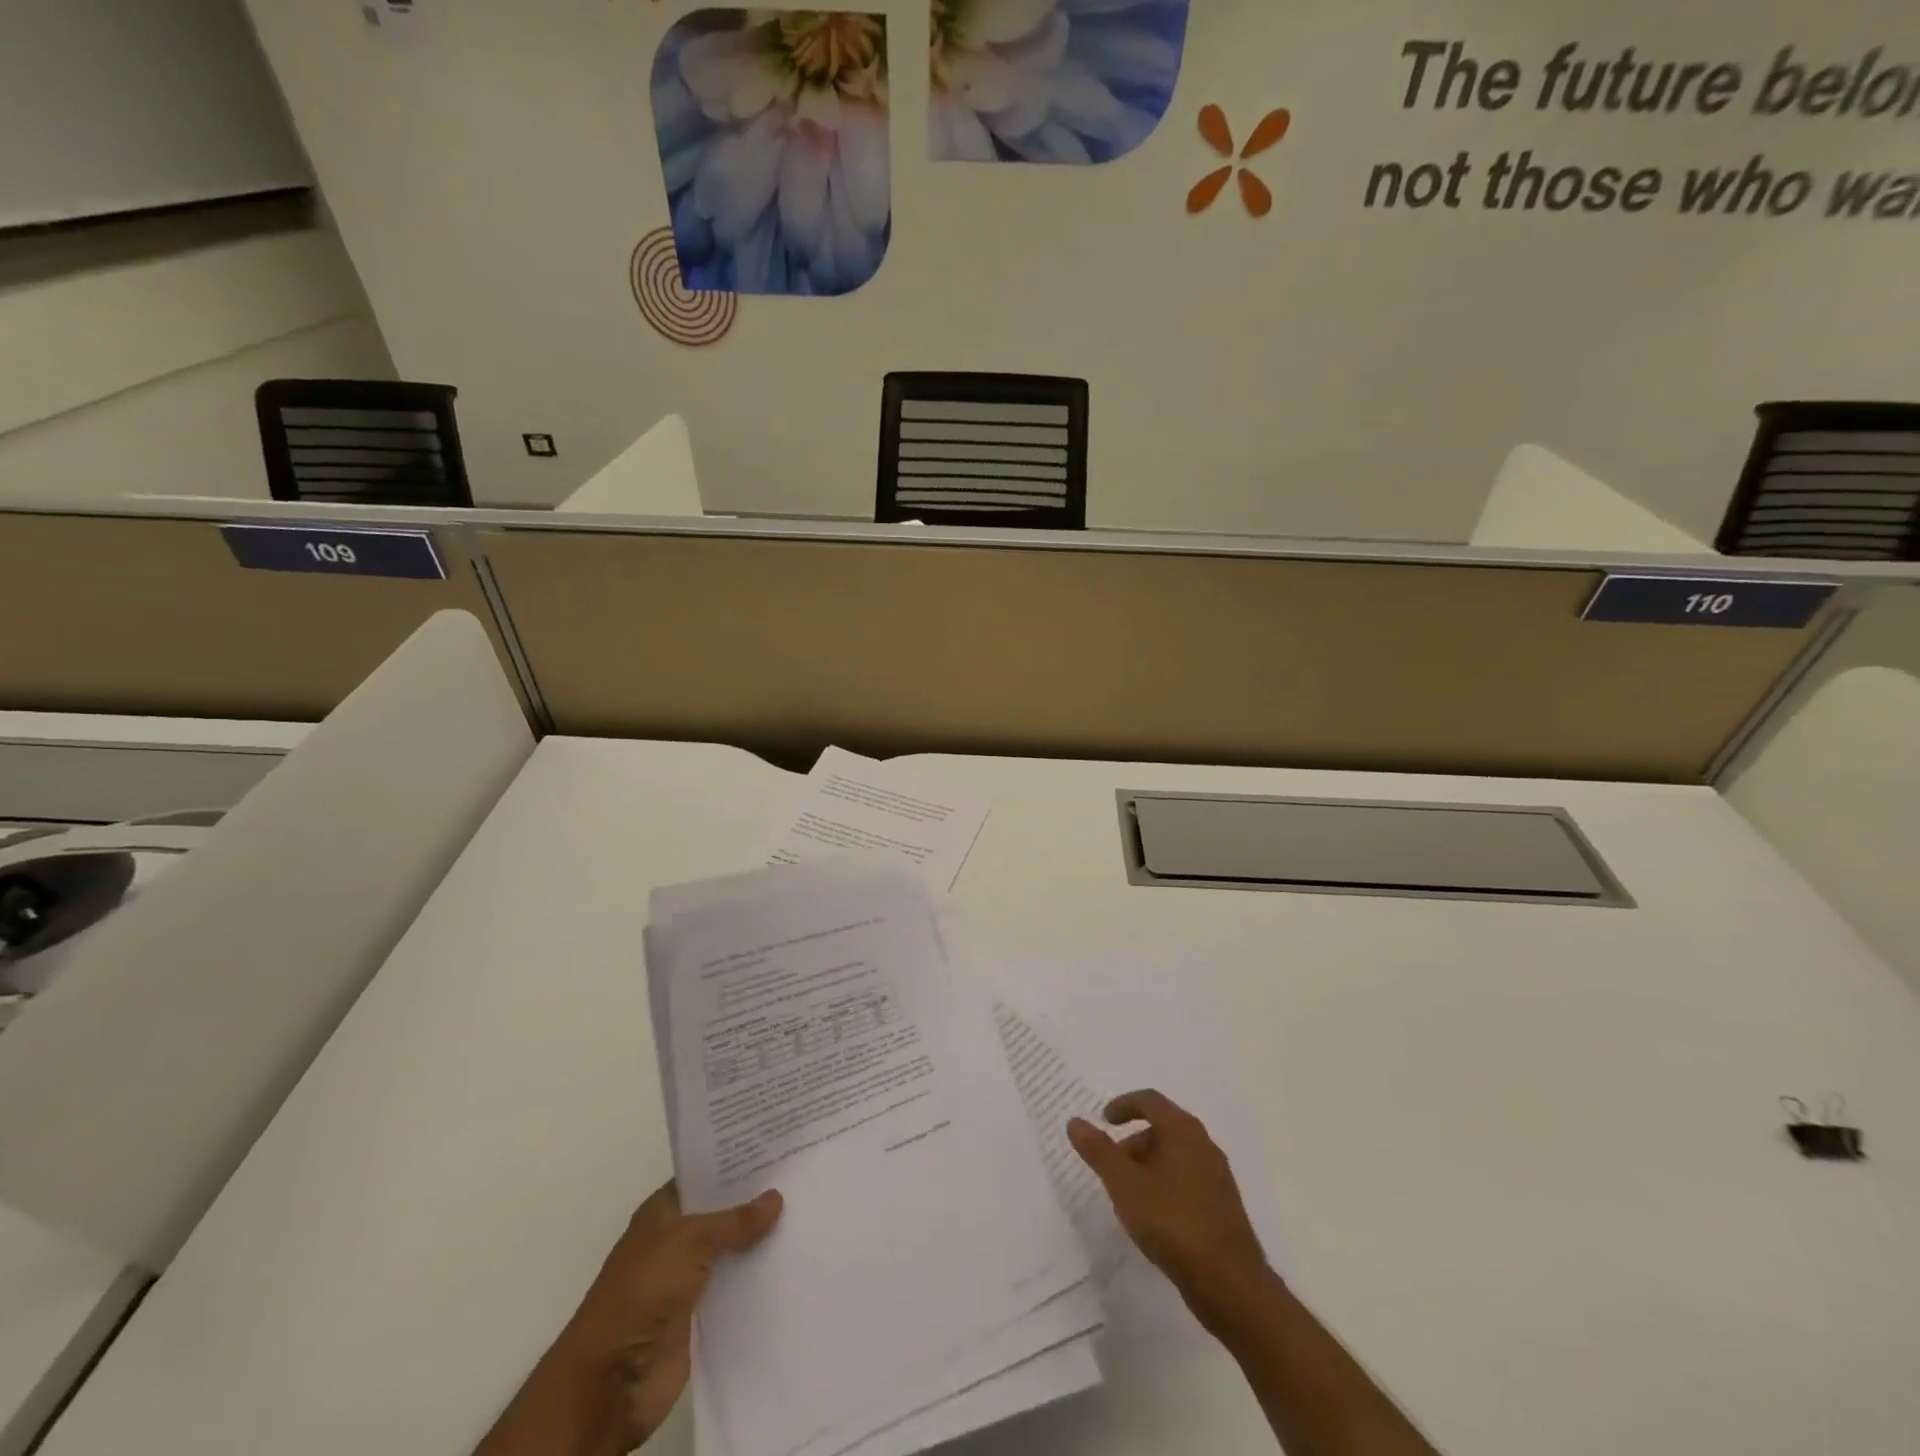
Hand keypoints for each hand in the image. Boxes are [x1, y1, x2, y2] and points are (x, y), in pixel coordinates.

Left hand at [480, 1181, 781, 1455]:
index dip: (736, 1163)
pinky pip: (735, 1289)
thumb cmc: (642, 1292)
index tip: (777, 1146)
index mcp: (662, 1213)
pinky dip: (758, 1279)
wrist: (611, 1381)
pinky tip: (793, 1262)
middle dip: (756, 1200)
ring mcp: (686, 1280)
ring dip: (761, 1240)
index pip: (704, 1177)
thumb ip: (734, 1220)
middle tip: (802, 1175)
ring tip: (809, 1214)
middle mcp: (675, 1241)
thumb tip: (775, 1197)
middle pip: (721, 1213)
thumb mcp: (689, 1241)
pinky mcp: (699, 1317)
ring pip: (732, 1251)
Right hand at [1068, 1090, 1269, 1334]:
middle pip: (1163, 1128)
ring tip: (1128, 1195)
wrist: (1230, 1283)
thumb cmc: (1172, 1221)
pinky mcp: (1222, 1207)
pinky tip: (1154, 1217)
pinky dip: (1165, 1185)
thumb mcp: (1124, 1184)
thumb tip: (1075, 1121)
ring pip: (1175, 1157)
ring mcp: (1217, 1177)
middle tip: (1111, 1165)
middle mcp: (1204, 1145)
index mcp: (1183, 1131)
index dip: (1124, 1105)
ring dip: (1148, 1166)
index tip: (1104, 1119)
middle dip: (1134, 1141)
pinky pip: (1187, 1181)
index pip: (1150, 1101)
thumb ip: (1099, 1151)